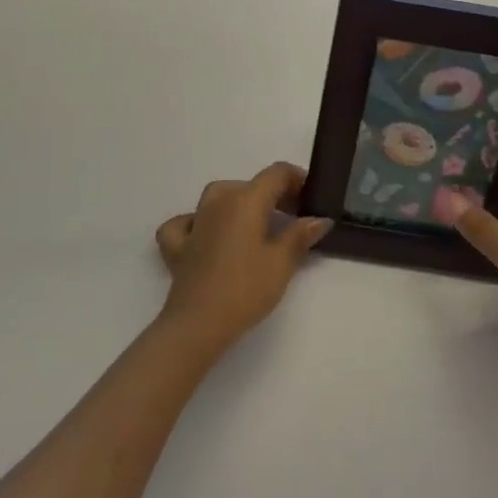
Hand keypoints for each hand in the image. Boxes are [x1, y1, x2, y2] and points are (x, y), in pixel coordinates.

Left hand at [154, 163, 332, 355]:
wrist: (198, 324)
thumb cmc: (245, 289)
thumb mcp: (281, 263)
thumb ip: (300, 236)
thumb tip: (319, 219)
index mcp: (246, 199)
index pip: (276, 173)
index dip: (297, 179)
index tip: (312, 198)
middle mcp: (218, 201)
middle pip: (250, 185)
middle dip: (274, 195)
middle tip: (294, 219)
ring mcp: (194, 221)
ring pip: (219, 197)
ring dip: (240, 204)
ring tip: (256, 226)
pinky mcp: (177, 245)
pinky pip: (186, 222)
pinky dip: (197, 223)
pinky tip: (205, 236)